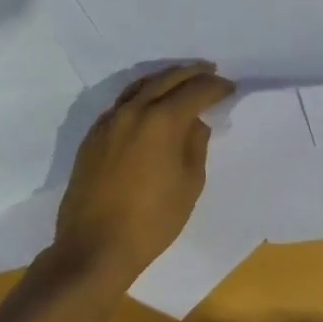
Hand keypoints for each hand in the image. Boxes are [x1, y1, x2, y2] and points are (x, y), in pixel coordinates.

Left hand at [54, 62, 233, 285]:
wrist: (92, 250)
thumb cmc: (151, 221)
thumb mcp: (189, 184)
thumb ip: (196, 145)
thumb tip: (193, 123)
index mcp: (162, 120)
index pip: (195, 90)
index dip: (216, 87)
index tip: (229, 88)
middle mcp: (134, 110)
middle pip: (167, 79)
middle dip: (192, 73)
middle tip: (210, 71)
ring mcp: (109, 121)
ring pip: (141, 85)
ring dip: (165, 78)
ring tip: (181, 79)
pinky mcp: (93, 136)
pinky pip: (122, 103)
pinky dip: (141, 94)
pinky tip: (149, 103)